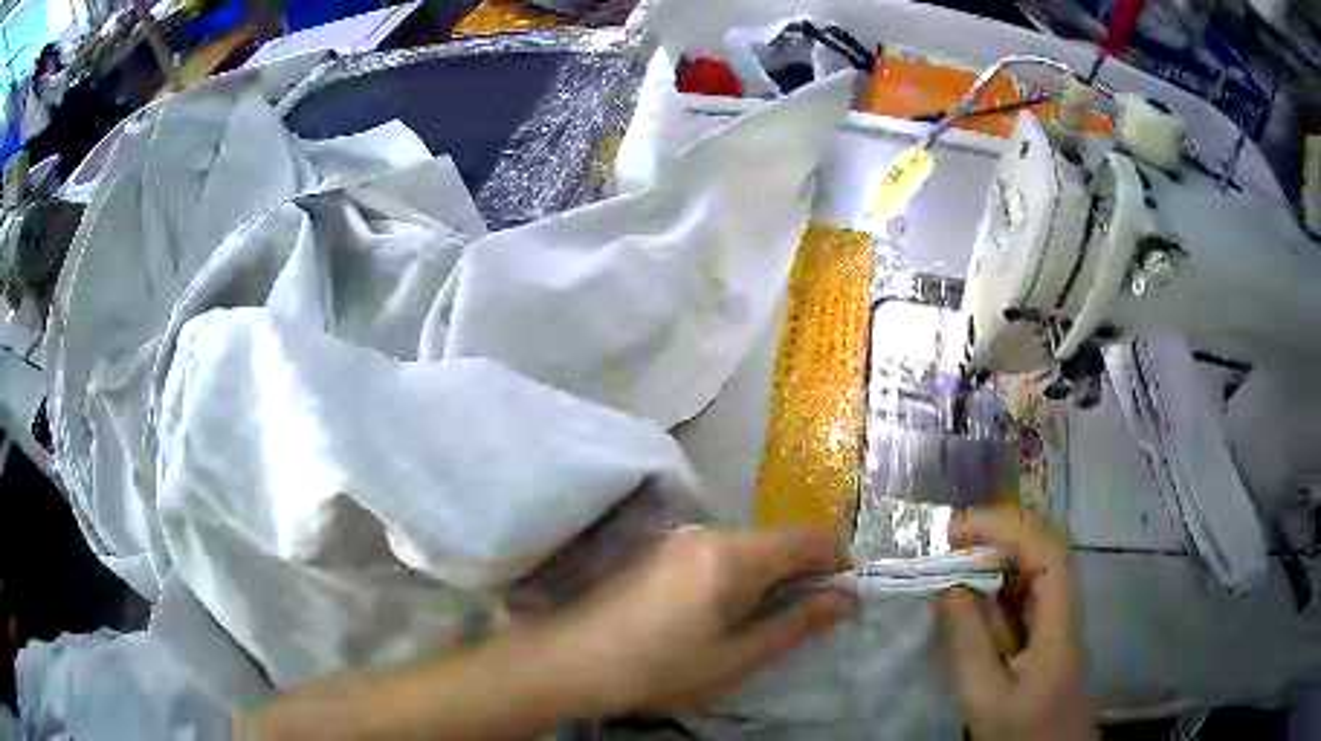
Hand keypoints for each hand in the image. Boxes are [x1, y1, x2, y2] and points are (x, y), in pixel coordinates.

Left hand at [539, 525, 855, 713]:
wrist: (570, 660)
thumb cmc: (661, 669)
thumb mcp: (737, 658)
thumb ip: (797, 623)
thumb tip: (847, 597)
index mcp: (734, 555)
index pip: (809, 536)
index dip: (836, 559)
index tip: (840, 594)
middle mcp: (708, 533)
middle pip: (776, 540)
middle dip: (799, 573)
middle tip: (796, 622)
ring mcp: (677, 538)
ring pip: (745, 548)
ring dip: (765, 577)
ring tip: (751, 625)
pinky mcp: (656, 550)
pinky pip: (714, 553)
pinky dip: (732, 576)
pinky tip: (710, 616)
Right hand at [935, 508, 1096, 740]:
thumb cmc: (1018, 731)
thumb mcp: (983, 694)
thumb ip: (968, 639)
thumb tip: (947, 583)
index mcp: (1060, 623)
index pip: (1048, 553)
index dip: (1008, 527)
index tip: (959, 528)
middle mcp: (1066, 609)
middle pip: (1044, 551)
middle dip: (999, 535)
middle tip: (949, 539)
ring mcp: (1059, 620)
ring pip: (1035, 569)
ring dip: (996, 557)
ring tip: (953, 560)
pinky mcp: (1048, 633)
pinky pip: (1025, 593)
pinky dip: (997, 584)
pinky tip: (970, 596)